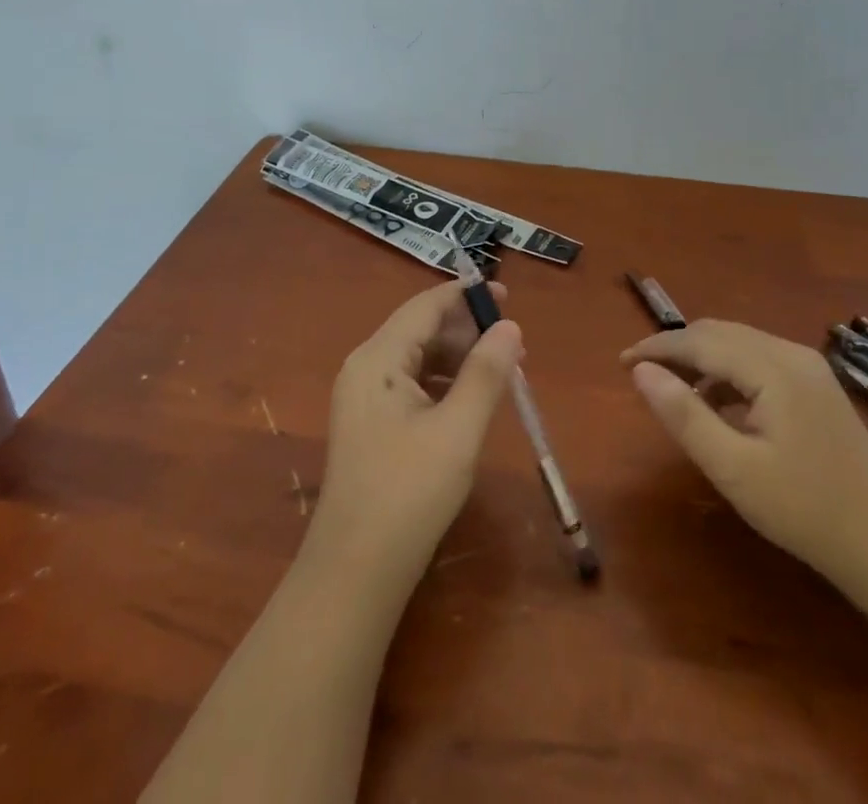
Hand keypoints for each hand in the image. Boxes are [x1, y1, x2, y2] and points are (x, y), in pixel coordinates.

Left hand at [305, 280, 523, 588]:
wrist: (354, 572)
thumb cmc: (409, 493)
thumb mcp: (458, 430)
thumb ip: (486, 373)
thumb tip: (510, 327)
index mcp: (378, 359)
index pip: (425, 307)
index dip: (465, 296)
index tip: (507, 295)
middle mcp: (364, 368)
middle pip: (419, 329)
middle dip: (466, 330)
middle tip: (512, 344)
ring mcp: (363, 398)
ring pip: (417, 358)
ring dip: (457, 357)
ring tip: (500, 371)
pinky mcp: (369, 424)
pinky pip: (410, 384)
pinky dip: (442, 382)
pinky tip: (470, 399)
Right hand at [622, 320, 867, 581]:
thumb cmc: (806, 511)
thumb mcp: (734, 469)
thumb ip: (684, 415)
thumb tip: (641, 371)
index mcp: (773, 367)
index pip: (700, 341)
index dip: (657, 347)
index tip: (620, 362)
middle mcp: (792, 354)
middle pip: (720, 333)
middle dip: (677, 348)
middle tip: (641, 374)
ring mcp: (809, 369)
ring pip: (740, 345)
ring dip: (701, 359)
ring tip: (672, 389)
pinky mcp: (817, 388)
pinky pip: (759, 362)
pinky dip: (728, 373)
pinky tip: (717, 405)